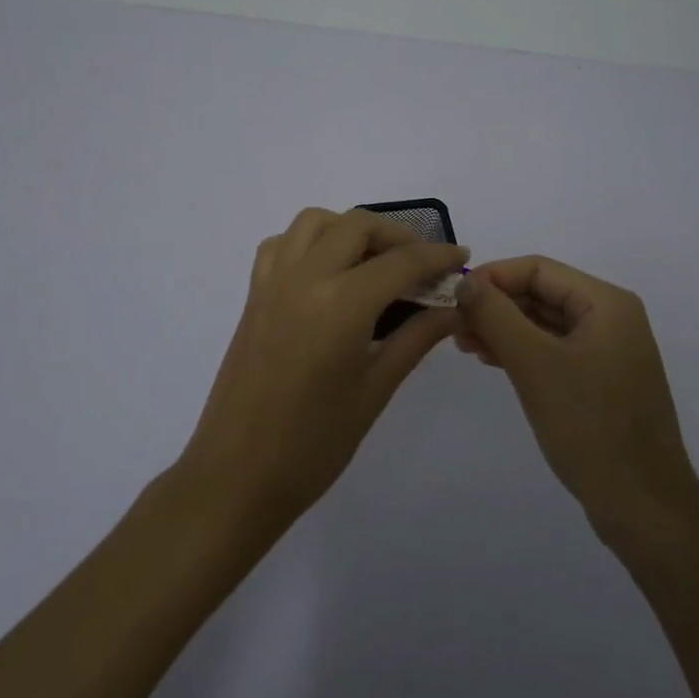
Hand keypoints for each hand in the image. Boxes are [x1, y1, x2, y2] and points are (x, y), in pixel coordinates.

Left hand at [178, 208, 468, 533]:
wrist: (237, 476)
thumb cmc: (313, 444)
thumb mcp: (375, 390)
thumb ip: (417, 339)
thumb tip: (455, 309)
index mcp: (341, 303)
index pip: (401, 262)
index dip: (437, 256)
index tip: (461, 258)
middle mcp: (304, 277)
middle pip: (357, 225)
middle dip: (397, 236)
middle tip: (422, 266)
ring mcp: (273, 282)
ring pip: (315, 222)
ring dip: (351, 229)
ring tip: (375, 262)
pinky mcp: (253, 294)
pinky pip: (282, 244)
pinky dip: (310, 241)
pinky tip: (326, 273)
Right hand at [455, 256, 698, 540]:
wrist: (643, 508)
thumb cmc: (590, 426)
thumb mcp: (535, 364)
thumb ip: (496, 315)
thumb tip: (465, 279)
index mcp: (606, 303)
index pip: (538, 269)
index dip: (493, 276)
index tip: (453, 296)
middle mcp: (610, 318)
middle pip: (541, 293)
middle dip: (496, 304)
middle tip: (453, 324)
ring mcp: (607, 351)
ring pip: (544, 323)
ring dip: (503, 328)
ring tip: (463, 343)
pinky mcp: (599, 381)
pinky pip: (553, 350)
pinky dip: (521, 350)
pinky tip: (490, 359)